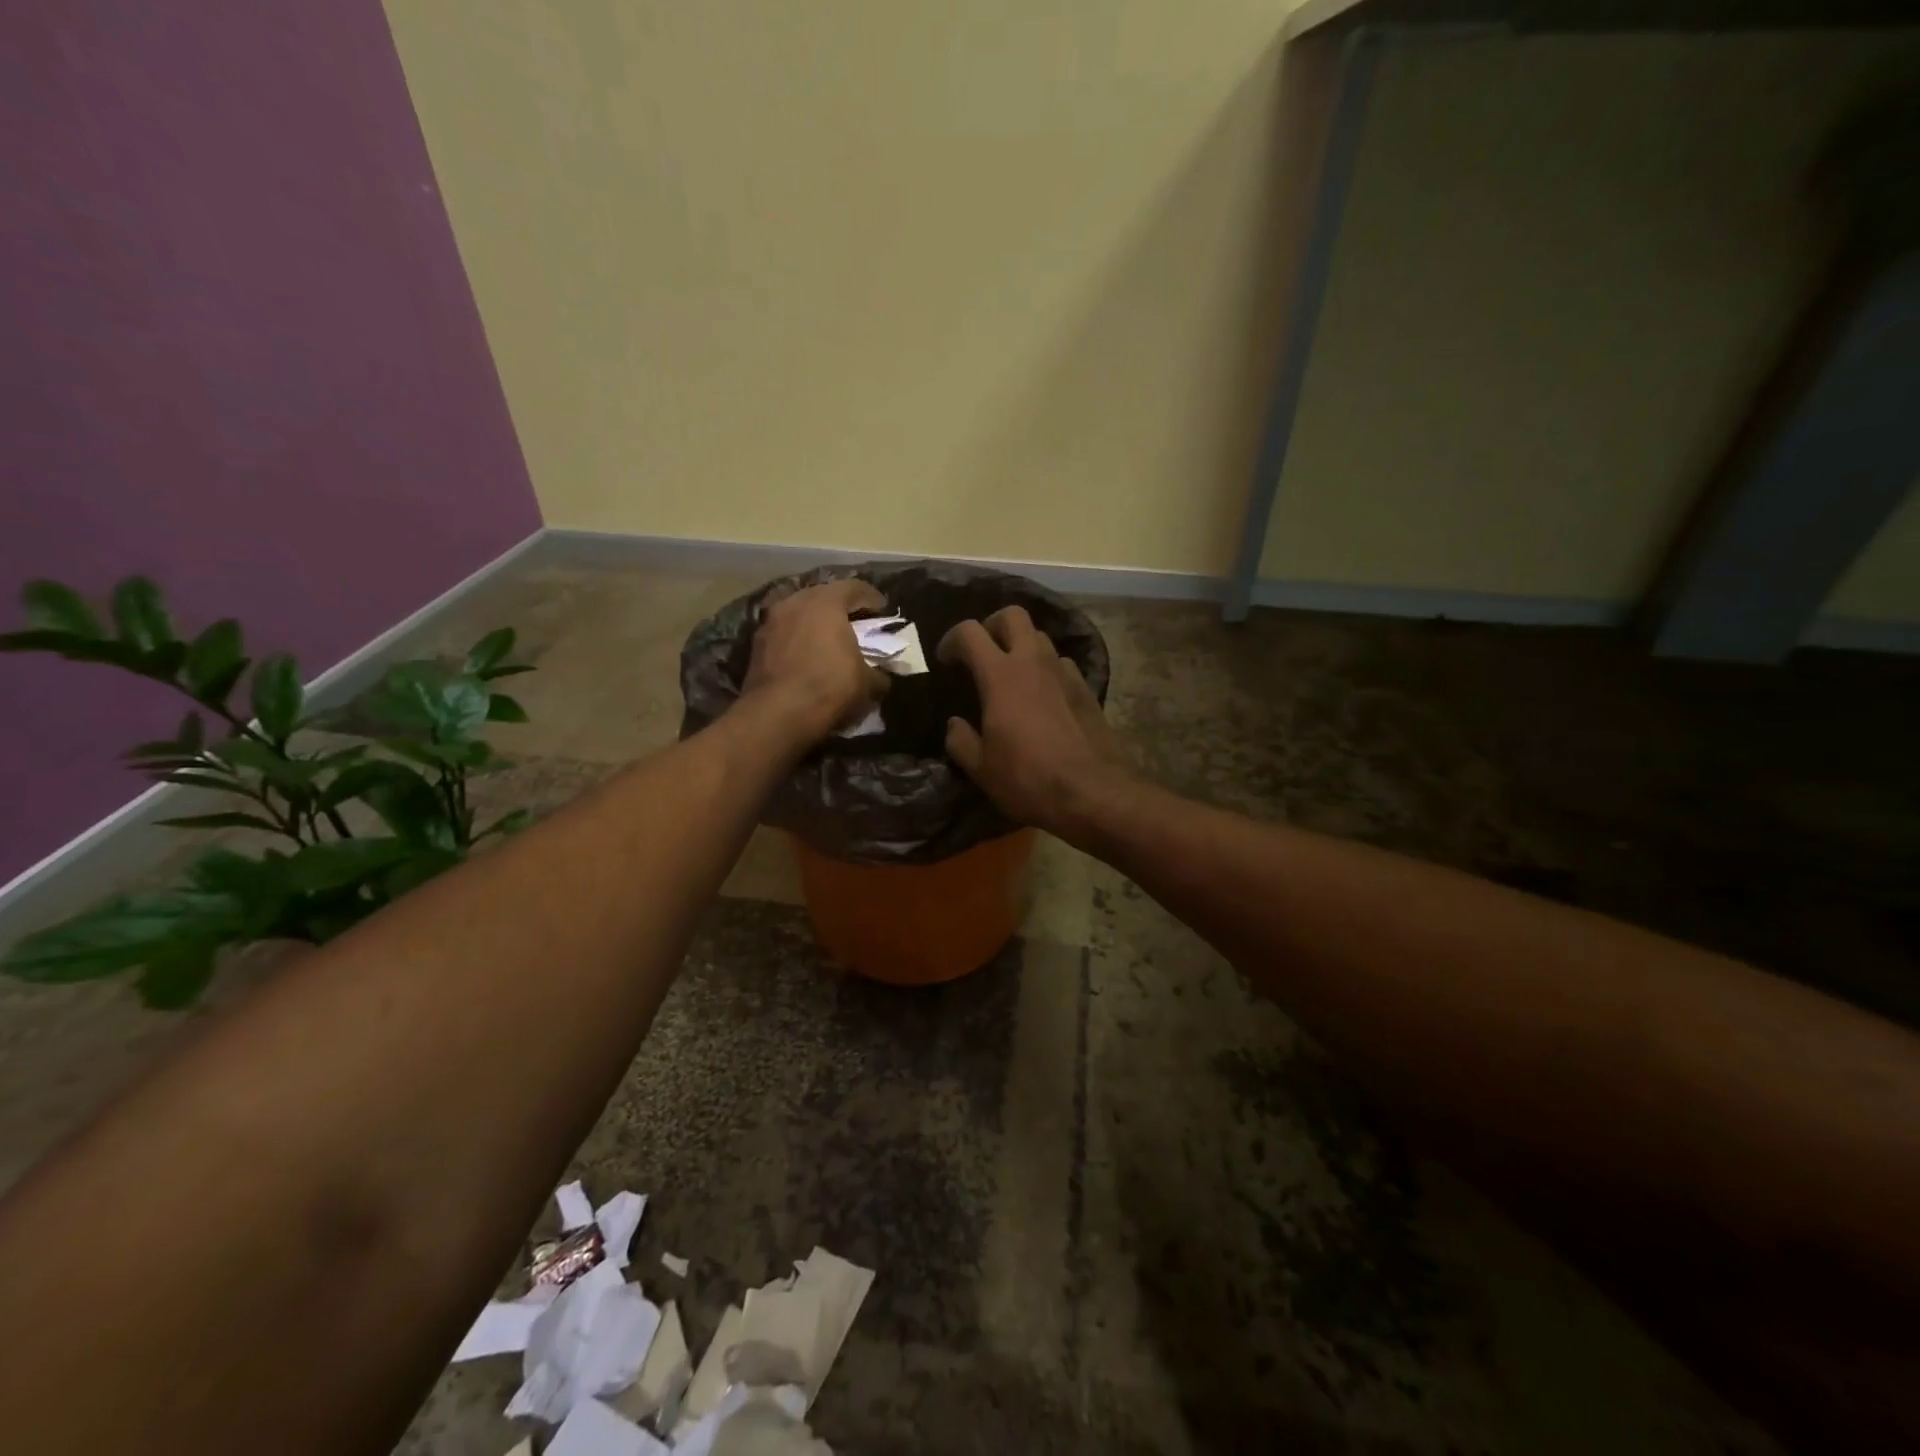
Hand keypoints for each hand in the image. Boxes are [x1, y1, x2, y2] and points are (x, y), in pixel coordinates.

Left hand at [743, 578, 888, 744]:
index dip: (872, 598)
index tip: (883, 609)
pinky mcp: (756, 644)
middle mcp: (795, 602)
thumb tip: (882, 676)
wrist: (776, 714)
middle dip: (841, 607)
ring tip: (829, 640)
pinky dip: (798, 639)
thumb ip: (879, 673)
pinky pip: (785, 633)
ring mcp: (771, 621)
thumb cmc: (829, 687)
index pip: (854, 588)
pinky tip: (807, 656)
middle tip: (856, 622)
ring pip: (800, 614)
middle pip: (824, 596)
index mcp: (826, 602)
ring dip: (816, 623)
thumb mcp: (868, 684)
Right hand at [938, 607, 1134, 835]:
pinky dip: (1046, 670)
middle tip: (982, 652)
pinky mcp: (1086, 688)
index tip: (945, 660)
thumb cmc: (1028, 779)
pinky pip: (1061, 664)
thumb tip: (955, 725)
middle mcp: (1033, 662)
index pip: (970, 632)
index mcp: (1001, 675)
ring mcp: (1064, 672)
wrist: (1092, 792)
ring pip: (1040, 637)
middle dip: (992, 625)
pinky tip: (1042, 697)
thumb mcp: (981, 769)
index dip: (951, 639)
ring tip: (1012, 675)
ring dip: (1021, 647)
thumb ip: (961, 741)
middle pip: (1012, 615)